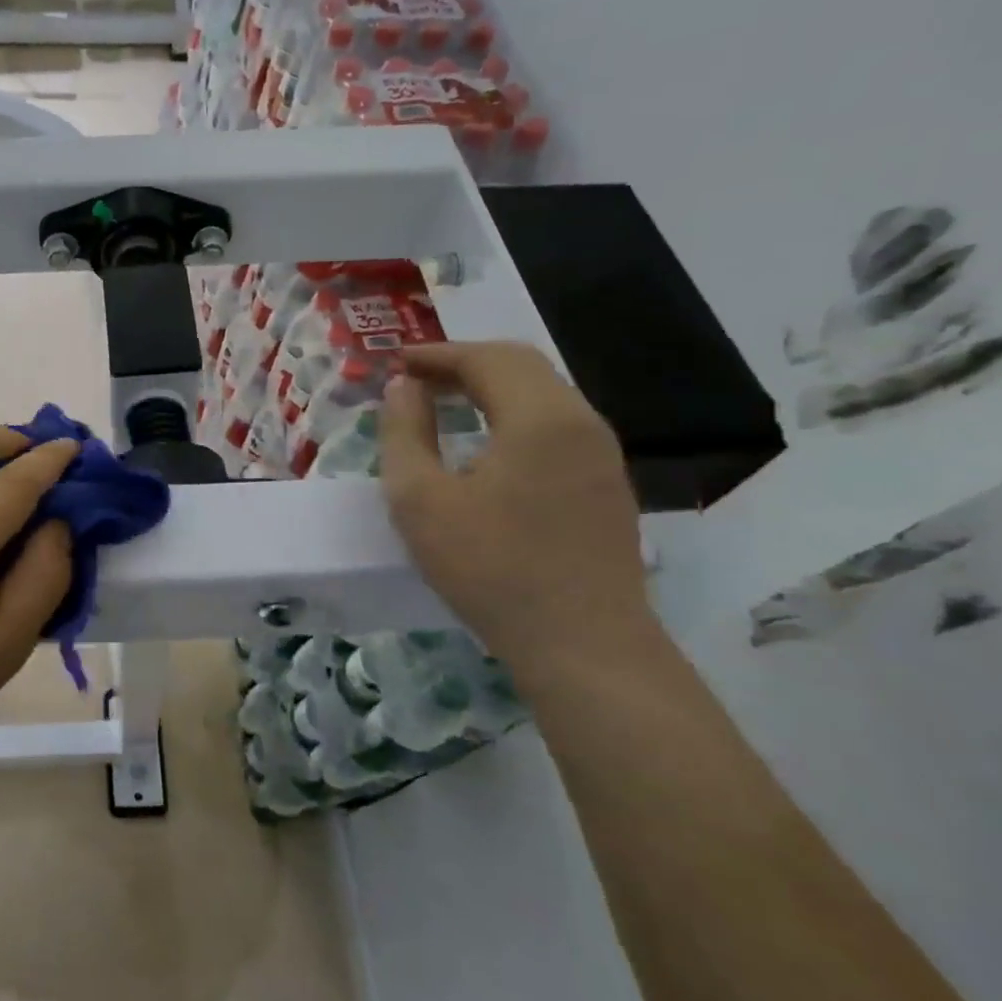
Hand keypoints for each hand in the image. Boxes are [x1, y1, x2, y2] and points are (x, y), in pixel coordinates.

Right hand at [379, 342, 649, 666]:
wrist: (583, 646)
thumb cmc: (491, 569)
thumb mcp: (421, 500)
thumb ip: (404, 433)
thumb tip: (403, 388)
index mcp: (540, 418)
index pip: (486, 358)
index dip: (435, 354)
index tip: (394, 364)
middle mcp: (581, 422)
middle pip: (521, 366)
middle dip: (464, 363)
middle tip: (416, 379)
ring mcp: (603, 455)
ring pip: (544, 394)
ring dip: (491, 388)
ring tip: (444, 405)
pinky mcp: (607, 485)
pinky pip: (557, 425)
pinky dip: (514, 415)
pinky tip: (487, 446)